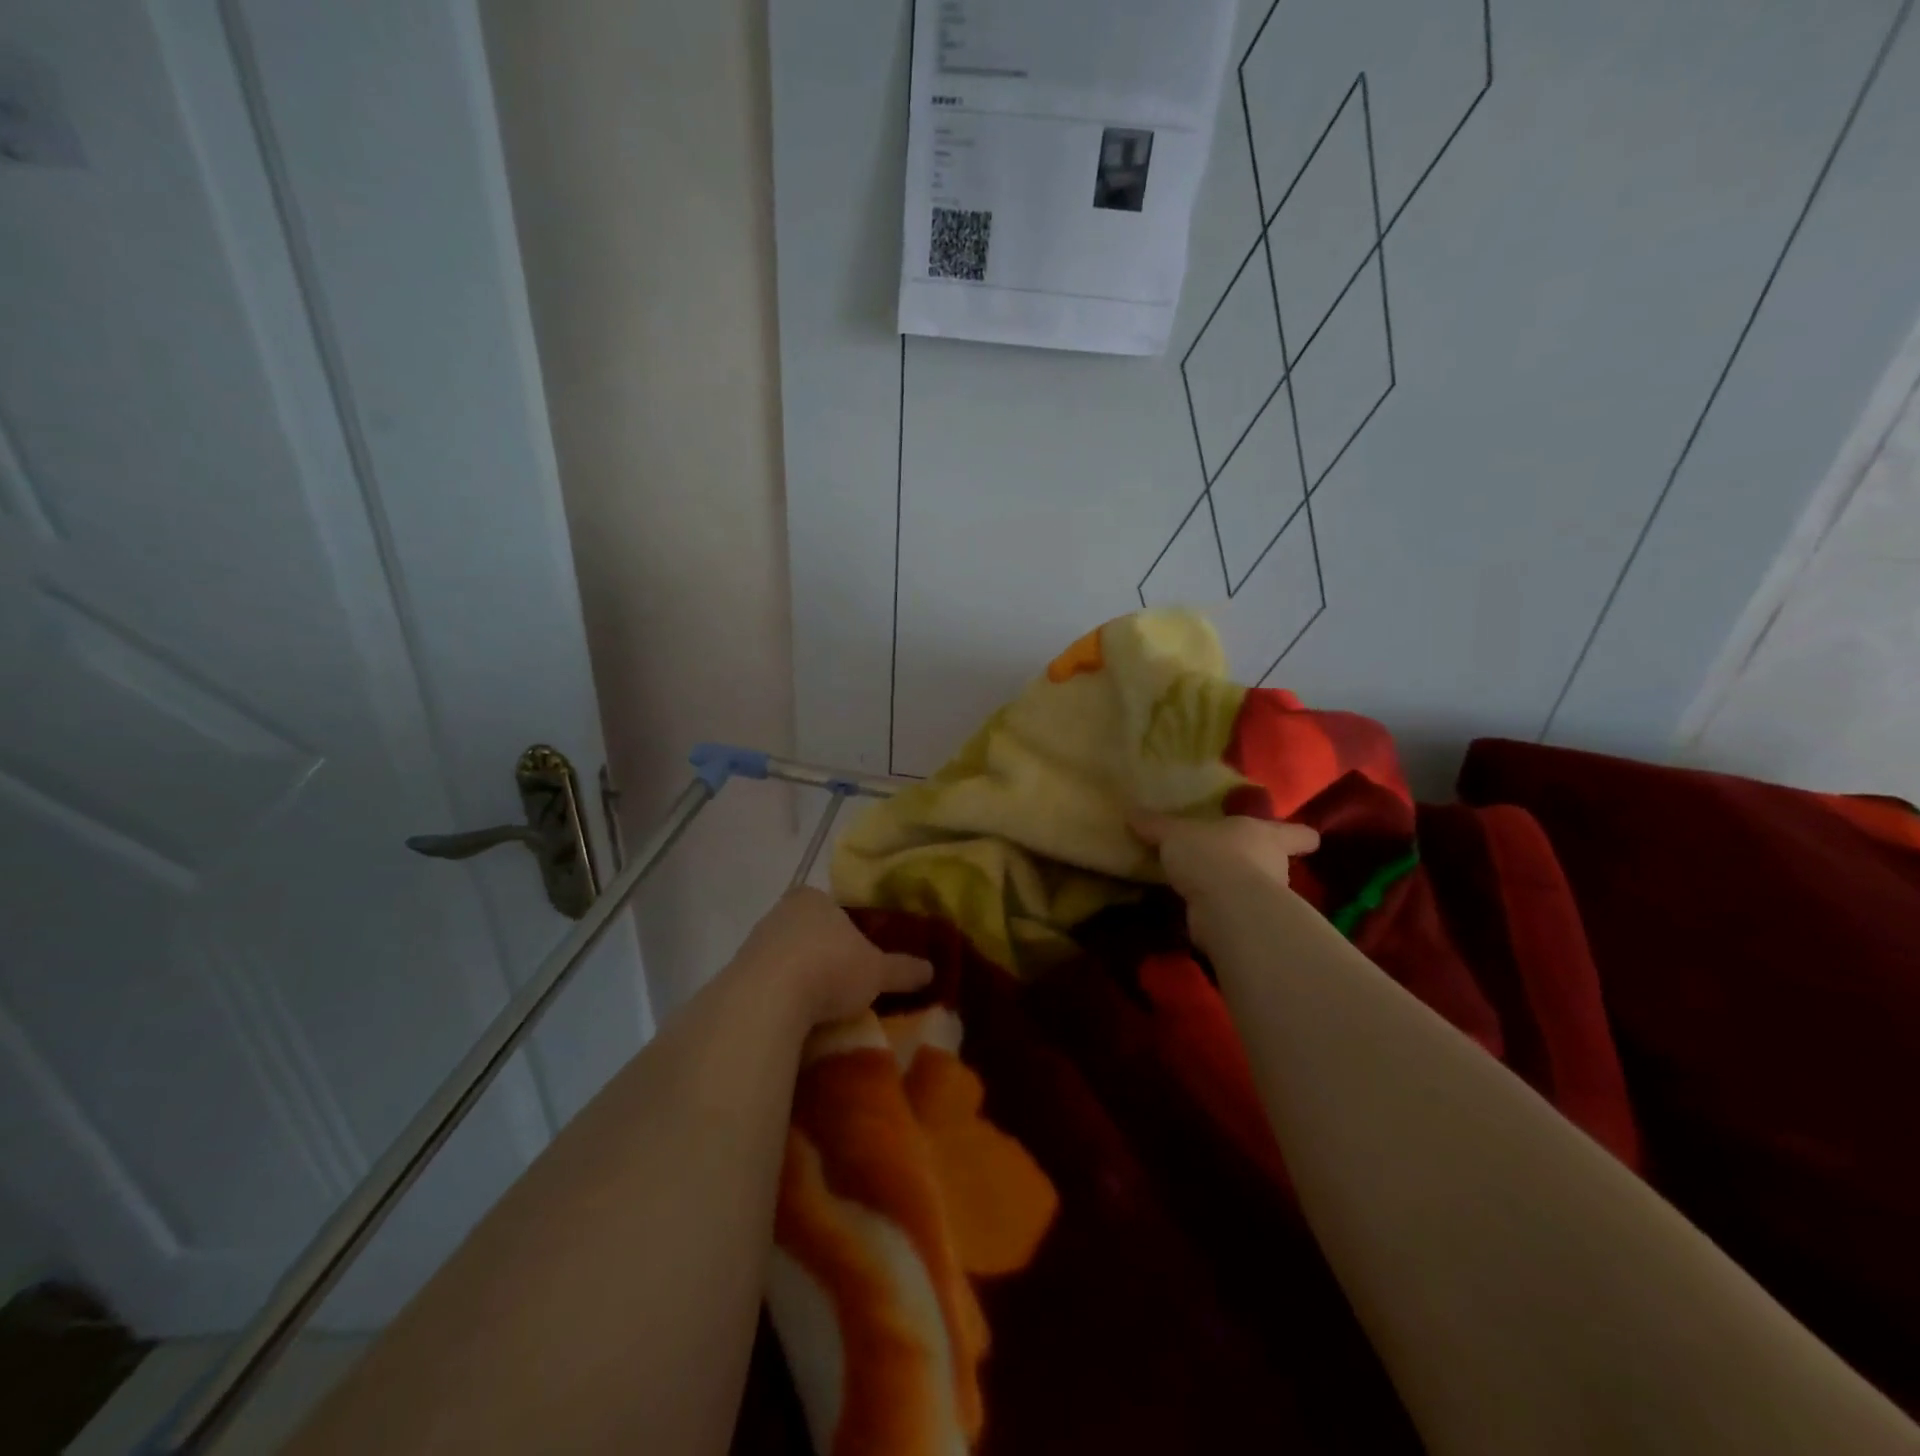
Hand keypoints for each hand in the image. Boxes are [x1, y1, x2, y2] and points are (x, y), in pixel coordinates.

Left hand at [733, 888, 932, 1027]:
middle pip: (808, 932)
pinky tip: (793, 1019)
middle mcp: (780, 912)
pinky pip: (766, 984)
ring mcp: (754, 942)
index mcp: (813, 898)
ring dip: (800, 978)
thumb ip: (903, 969)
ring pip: (785, 958)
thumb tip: (932, 970)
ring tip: (820, 1009)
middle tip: (844, 985)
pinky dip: (780, 998)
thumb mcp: (877, 971)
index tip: (860, 959)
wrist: (766, 999)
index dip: (849, 932)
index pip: (834, 909)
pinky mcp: (735, 975)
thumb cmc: (829, 967)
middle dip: (824, 955)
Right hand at [1129, 811, 1320, 951]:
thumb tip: (1131, 812)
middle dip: (1258, 864)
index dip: (1300, 835)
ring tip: (1207, 887)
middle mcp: (1273, 866)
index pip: (1297, 833)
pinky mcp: (1248, 927)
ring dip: (1236, 891)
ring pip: (1255, 891)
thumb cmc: (1211, 854)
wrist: (1225, 905)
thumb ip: (1155, 825)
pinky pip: (1233, 916)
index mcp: (1265, 835)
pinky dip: (1220, 915)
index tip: (1305, 838)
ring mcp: (1263, 900)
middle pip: (1276, 863)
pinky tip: (1197, 912)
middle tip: (1230, 860)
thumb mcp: (1174, 833)